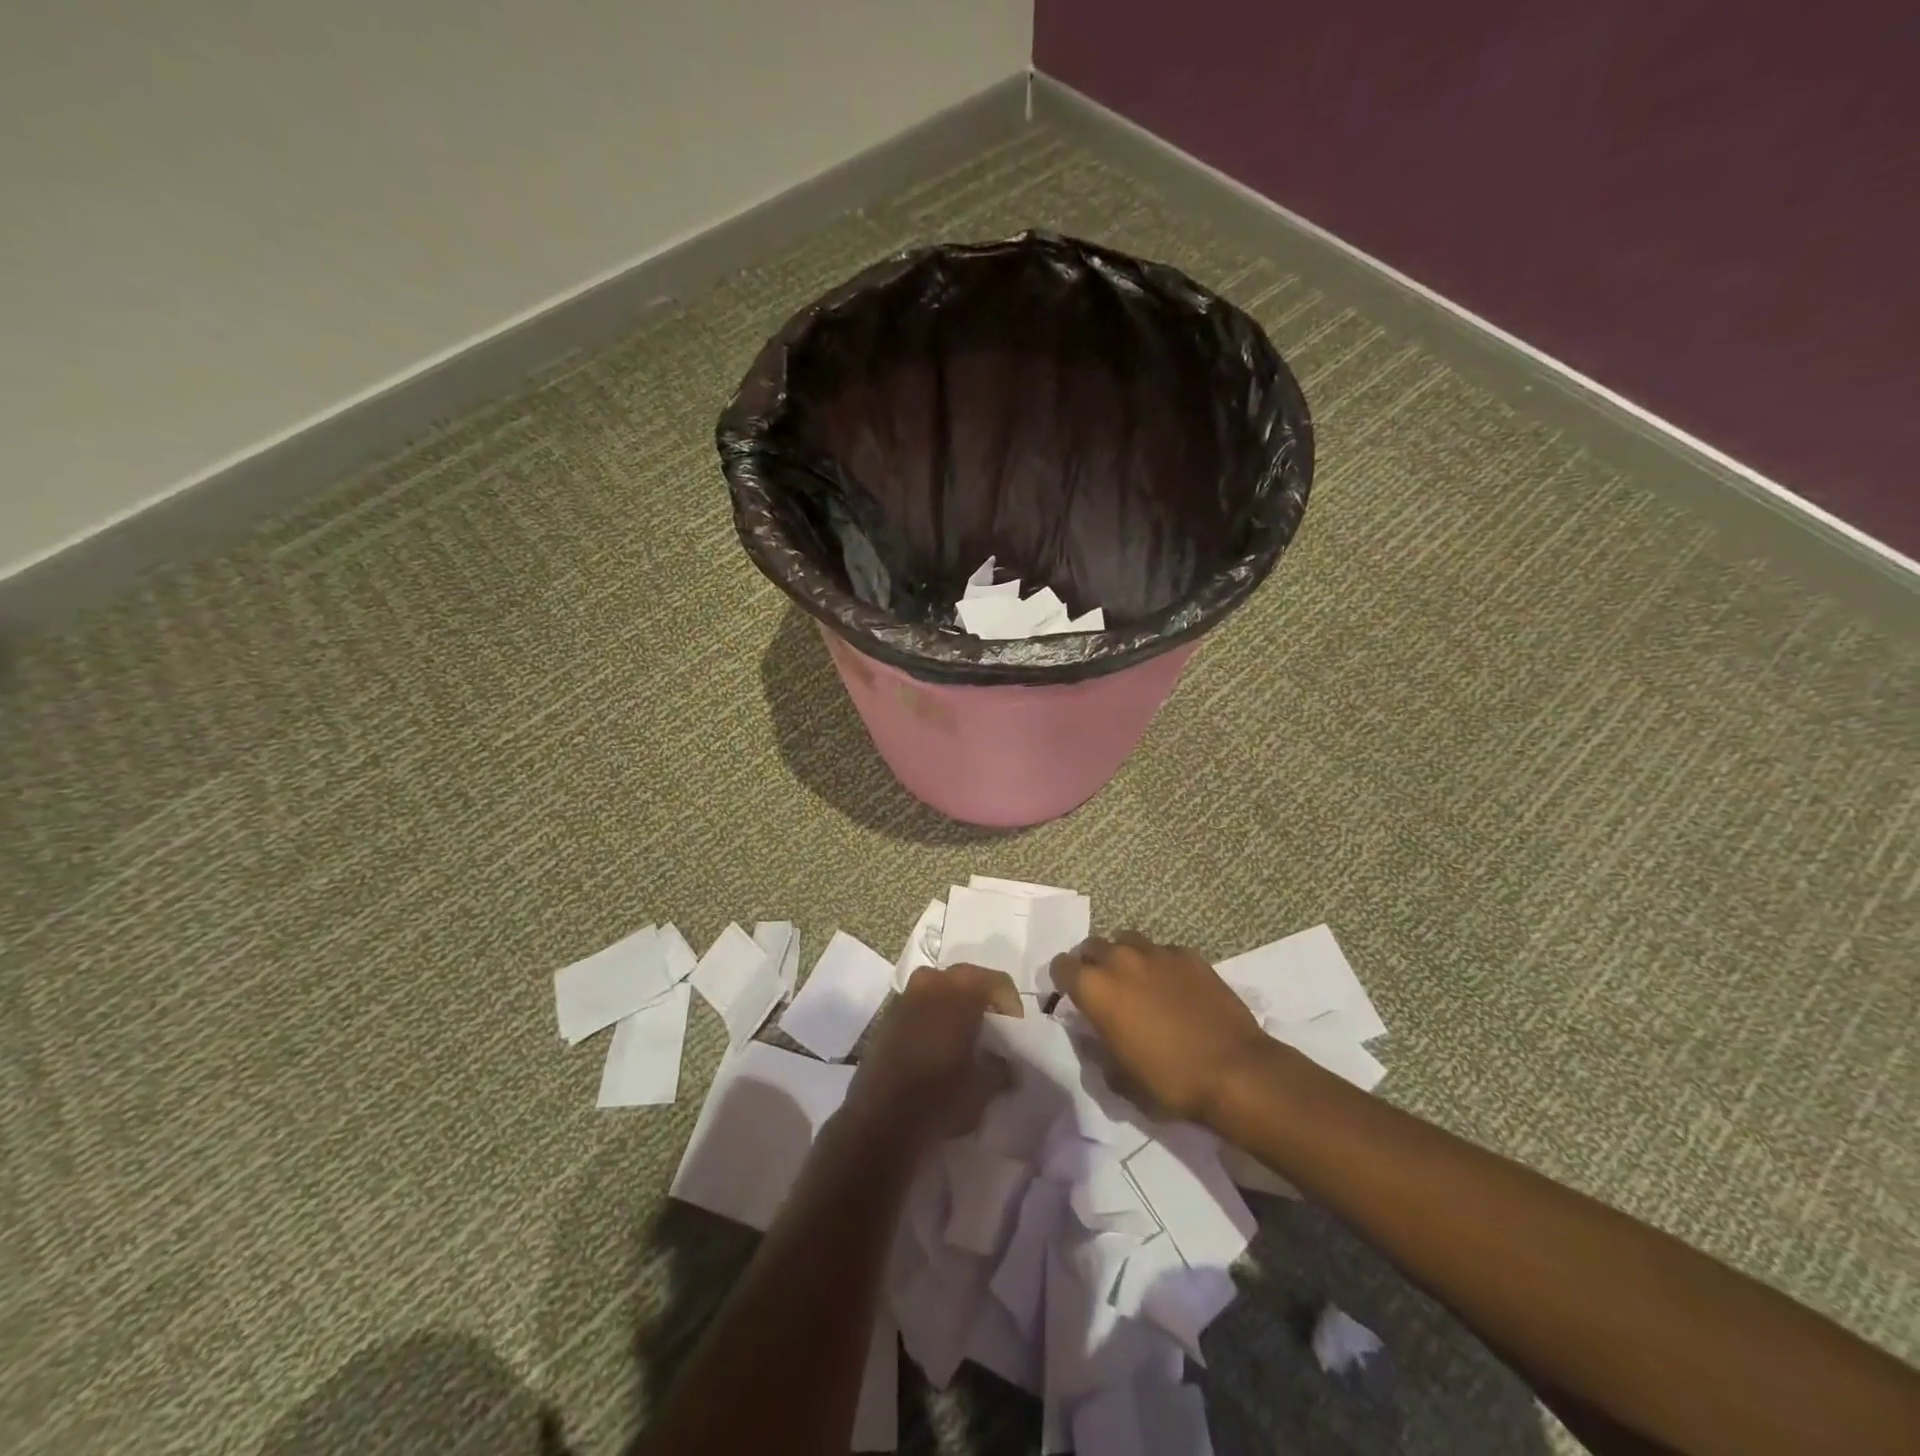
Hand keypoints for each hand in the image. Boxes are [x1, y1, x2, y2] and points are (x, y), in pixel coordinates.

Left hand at [843, 964, 1021, 1149]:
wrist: (881, 1121)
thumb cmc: (941, 1096)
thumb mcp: (984, 1087)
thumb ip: (1002, 1068)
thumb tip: (1008, 1066)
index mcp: (960, 990)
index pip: (997, 982)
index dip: (1012, 1005)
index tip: (1015, 1032)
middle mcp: (931, 981)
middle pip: (967, 980)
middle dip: (983, 1000)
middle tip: (993, 1029)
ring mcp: (905, 996)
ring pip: (940, 989)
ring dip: (955, 1006)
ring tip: (965, 1037)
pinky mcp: (887, 1016)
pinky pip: (920, 1005)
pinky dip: (933, 1017)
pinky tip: (938, 1045)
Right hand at [1050, 932, 1267, 1123]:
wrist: (1234, 1071)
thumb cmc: (1169, 1081)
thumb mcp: (1119, 1079)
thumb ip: (1098, 1049)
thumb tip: (1097, 1036)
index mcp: (1095, 988)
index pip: (1061, 966)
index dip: (1063, 981)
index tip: (1072, 998)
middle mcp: (1120, 960)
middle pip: (1092, 946)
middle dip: (1092, 963)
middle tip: (1104, 990)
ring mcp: (1157, 953)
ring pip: (1127, 940)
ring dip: (1124, 957)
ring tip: (1137, 982)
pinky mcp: (1189, 955)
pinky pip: (1162, 951)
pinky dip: (1159, 964)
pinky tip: (1173, 987)